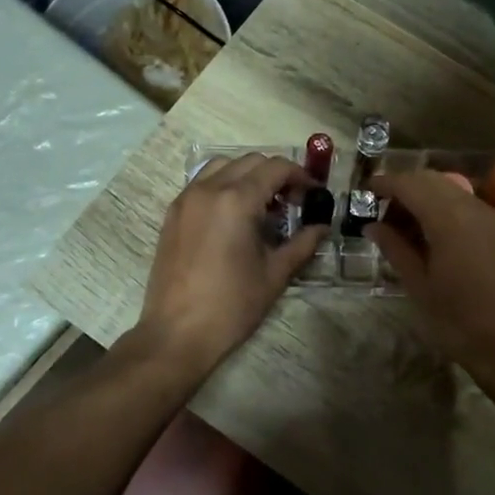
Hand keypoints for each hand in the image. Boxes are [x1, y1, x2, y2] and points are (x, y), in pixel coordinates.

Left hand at [137, 154, 324, 374]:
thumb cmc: (232, 306)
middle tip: (293, 201)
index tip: (313, 194)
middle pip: (250, 161)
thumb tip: (322, 227)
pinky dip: (224, 185)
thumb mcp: (275, 274)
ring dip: (248, 175)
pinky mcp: (172, 214)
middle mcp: (208, 189)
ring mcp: (186, 199)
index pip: (276, 168)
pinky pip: (202, 183)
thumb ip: (302, 243)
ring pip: (222, 166)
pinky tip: (235, 215)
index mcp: (237, 200)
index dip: (301, 175)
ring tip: (263, 205)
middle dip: (276, 174)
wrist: (177, 333)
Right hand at [365, 169, 494, 378]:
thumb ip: (395, 248)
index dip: (386, 183)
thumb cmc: (457, 320)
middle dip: (405, 188)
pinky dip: (446, 208)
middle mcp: (473, 208)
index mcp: (449, 219)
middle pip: (433, 181)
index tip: (366, 191)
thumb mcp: (418, 286)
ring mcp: (492, 218)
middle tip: (382, 212)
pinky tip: (433, 235)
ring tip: (404, 227)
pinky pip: (469, 205)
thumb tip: (373, 226)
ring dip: (426, 197)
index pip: (411, 184)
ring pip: (453, 190)